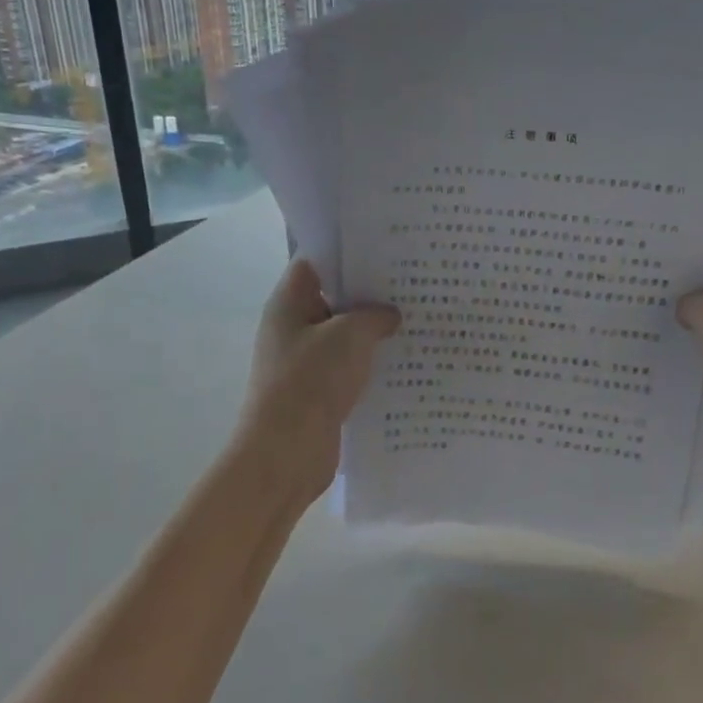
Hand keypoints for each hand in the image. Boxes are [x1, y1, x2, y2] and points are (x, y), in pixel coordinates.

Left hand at [237, 259, 399, 499]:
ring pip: (344, 335)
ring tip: (416, 318)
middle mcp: (293, 327)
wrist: (286, 453)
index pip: (316, 261)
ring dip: (374, 331)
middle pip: (333, 297)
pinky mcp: (318, 391)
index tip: (386, 248)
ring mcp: (305, 361)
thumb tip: (390, 315)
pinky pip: (349, 366)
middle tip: (412, 282)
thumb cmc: (311, 381)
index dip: (348, 252)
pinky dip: (371, 363)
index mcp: (289, 303)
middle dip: (369, 292)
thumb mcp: (349, 335)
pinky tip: (405, 359)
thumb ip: (374, 316)